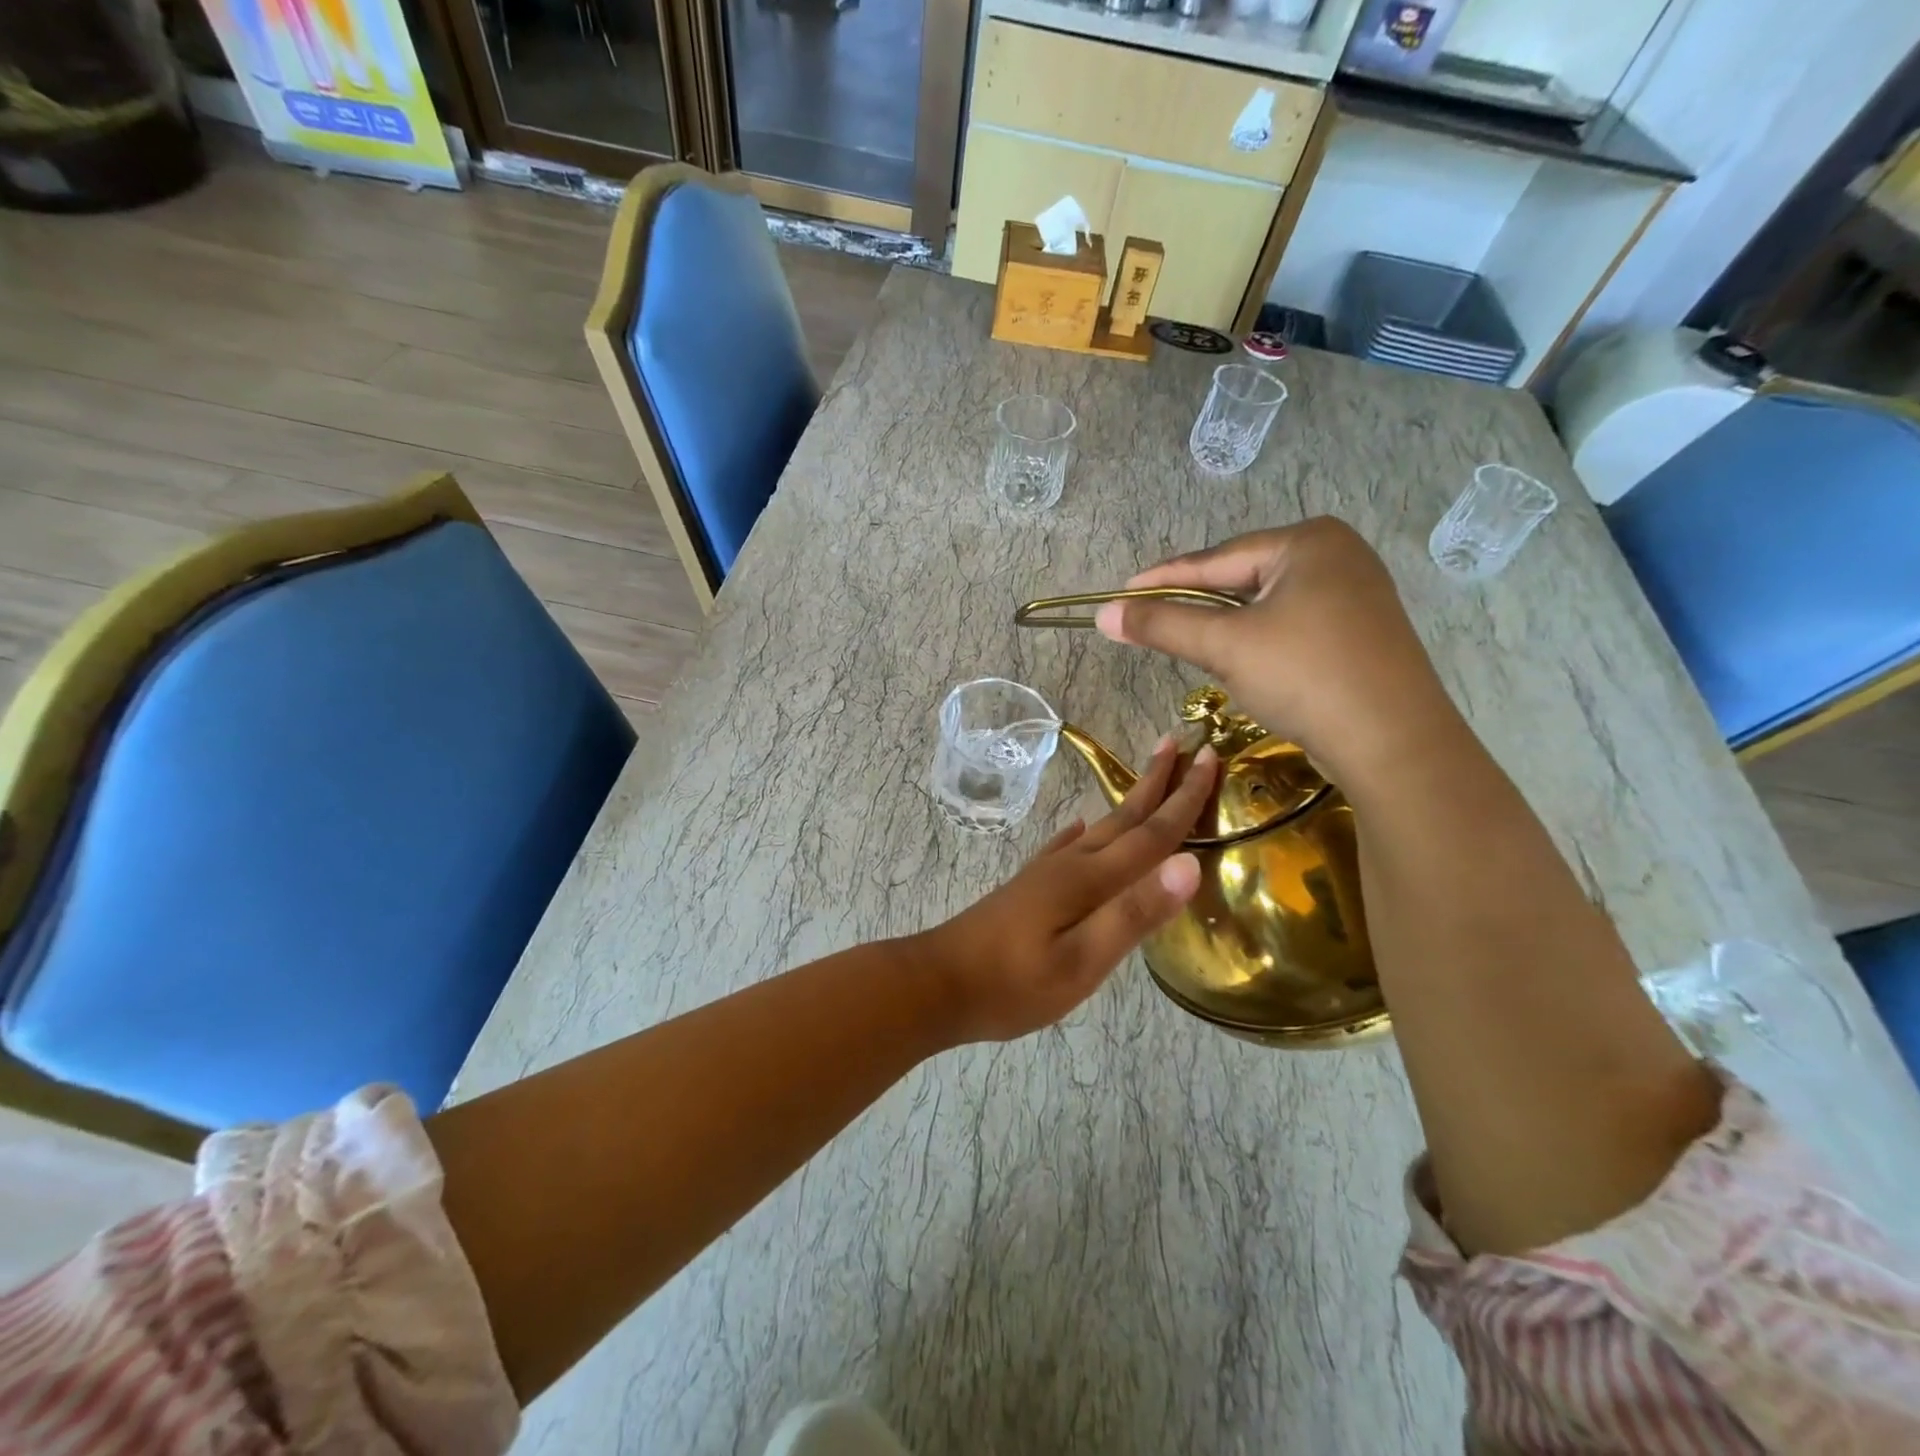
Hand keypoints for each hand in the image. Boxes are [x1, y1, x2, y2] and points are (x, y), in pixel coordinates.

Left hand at [917, 738, 1218, 1042]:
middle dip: (1157, 782)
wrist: (938, 983)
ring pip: (1100, 828)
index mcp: (1090, 880)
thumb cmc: (1013, 984)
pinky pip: (1067, 847)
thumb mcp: (1082, 962)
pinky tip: (1080, 829)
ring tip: (1146, 778)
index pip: (1151, 834)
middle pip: (1125, 817)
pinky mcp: (1030, 887)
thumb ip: (1134, 914)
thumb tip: (1189, 864)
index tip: (1210, 758)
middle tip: (1181, 744)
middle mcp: (1071, 865)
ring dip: (1128, 802)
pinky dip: (1083, 833)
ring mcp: (1046, 874)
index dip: (1184, 799)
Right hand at [1094, 519, 1460, 784]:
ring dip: (1226, 626)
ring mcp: (1355, 594)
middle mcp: (1337, 555)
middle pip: (1242, 578)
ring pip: (1266, 605)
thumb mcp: (1225, 646)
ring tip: (1188, 642)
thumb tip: (1104, 614)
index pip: (1216, 558)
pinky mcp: (1360, 632)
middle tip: (1150, 621)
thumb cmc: (1306, 676)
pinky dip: (1258, 640)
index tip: (1121, 593)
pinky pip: (1291, 625)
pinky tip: (1243, 661)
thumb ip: (1162, 624)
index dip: (1162, 579)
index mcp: (1309, 542)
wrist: (1394, 743)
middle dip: (1196, 603)